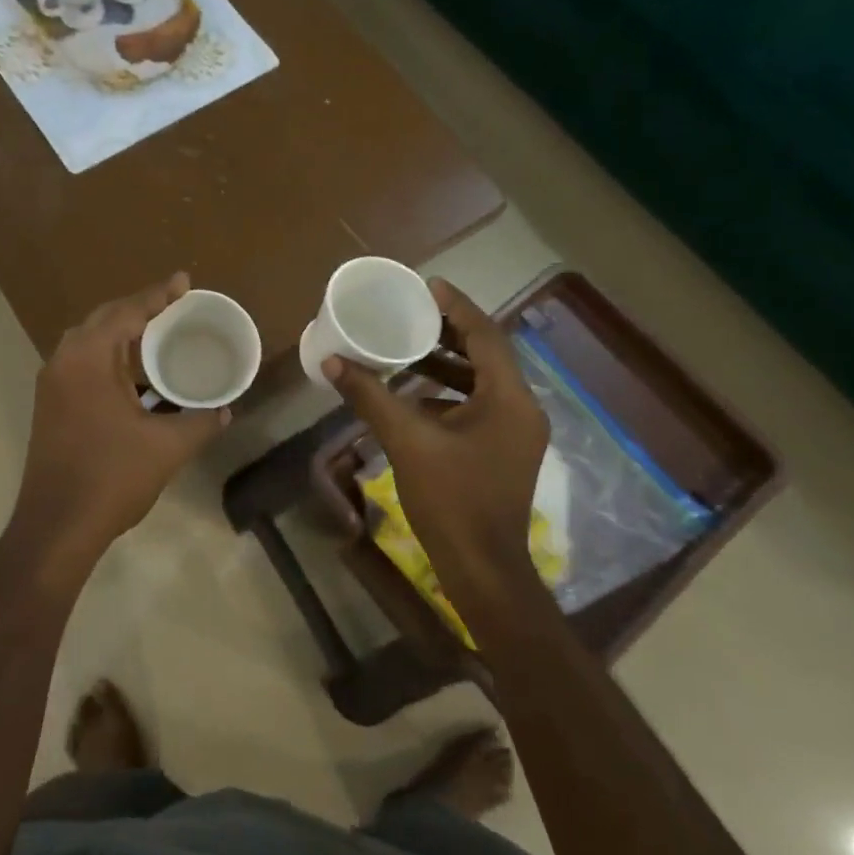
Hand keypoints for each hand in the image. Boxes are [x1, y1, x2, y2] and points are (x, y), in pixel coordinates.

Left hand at [8, 273, 230, 569]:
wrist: (56, 526)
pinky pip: (82, 363)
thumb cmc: (111, 478)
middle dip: (139, 308)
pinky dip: (109, 357)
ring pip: (89, 342)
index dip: (158, 295)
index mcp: (88, 359)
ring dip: (122, 332)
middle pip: (104, 319)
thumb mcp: (166, 448)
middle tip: (174, 304)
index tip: (184, 281)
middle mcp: (64, 361)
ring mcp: (52, 384)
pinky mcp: (50, 405)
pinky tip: (134, 372)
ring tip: (158, 332)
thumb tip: (224, 411)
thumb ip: (199, 423)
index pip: (127, 312)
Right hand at [324, 279, 549, 582]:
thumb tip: (332, 362)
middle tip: (411, 313)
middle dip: (448, 332)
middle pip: (486, 355)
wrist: (482, 569)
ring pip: (481, 382)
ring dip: (446, 364)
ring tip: (406, 348)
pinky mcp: (503, 451)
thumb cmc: (451, 500)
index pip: (486, 335)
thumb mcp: (407, 442)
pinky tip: (412, 396)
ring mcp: (515, 433)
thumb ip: (371, 397)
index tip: (427, 285)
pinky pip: (477, 406)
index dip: (456, 307)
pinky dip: (447, 393)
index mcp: (509, 399)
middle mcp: (521, 409)